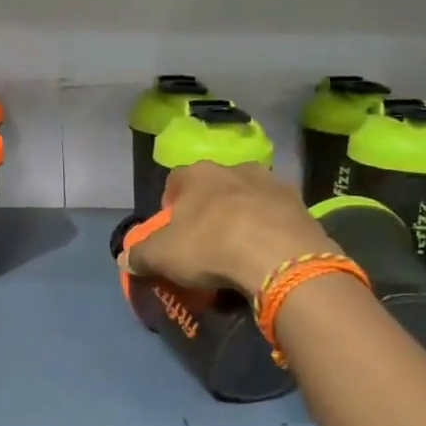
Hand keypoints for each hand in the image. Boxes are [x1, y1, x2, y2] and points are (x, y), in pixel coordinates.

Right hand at [120, 161, 336, 296]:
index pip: (176, 180)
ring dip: (244, 218)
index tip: (173, 230)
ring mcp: (273, 184)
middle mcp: (236, 168)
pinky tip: (267, 256)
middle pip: (216, 187)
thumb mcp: (162, 256)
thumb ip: (140, 255)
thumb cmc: (210, 246)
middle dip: (210, 210)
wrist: (279, 257)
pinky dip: (271, 232)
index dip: (171, 204)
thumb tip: (124, 257)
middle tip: (206, 242)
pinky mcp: (301, 206)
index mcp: (199, 174)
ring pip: (250, 198)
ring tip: (241, 251)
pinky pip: (277, 218)